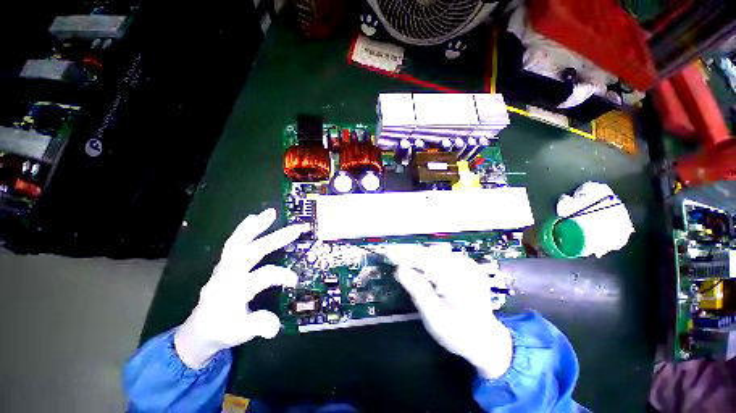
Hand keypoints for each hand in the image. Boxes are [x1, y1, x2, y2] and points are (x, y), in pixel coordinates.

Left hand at [174, 208, 306, 368]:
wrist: (198, 330)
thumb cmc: (222, 331)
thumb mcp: (239, 334)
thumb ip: (258, 326)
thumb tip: (275, 326)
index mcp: (233, 291)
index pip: (262, 276)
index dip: (281, 275)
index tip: (296, 280)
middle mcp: (227, 275)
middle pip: (252, 251)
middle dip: (275, 239)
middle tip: (296, 229)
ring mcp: (223, 266)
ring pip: (239, 241)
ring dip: (256, 226)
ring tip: (270, 212)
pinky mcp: (224, 263)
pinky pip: (233, 242)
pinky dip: (244, 228)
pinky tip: (253, 217)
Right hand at [384, 245, 512, 378]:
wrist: (486, 340)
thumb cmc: (457, 334)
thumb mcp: (435, 319)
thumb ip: (418, 291)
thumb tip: (399, 269)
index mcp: (456, 282)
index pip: (424, 260)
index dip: (403, 255)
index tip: (386, 253)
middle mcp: (464, 268)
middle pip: (429, 253)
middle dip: (408, 253)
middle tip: (391, 255)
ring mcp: (469, 265)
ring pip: (436, 252)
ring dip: (418, 255)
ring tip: (403, 259)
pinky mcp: (469, 266)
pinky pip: (444, 256)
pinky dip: (430, 258)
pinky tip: (422, 265)